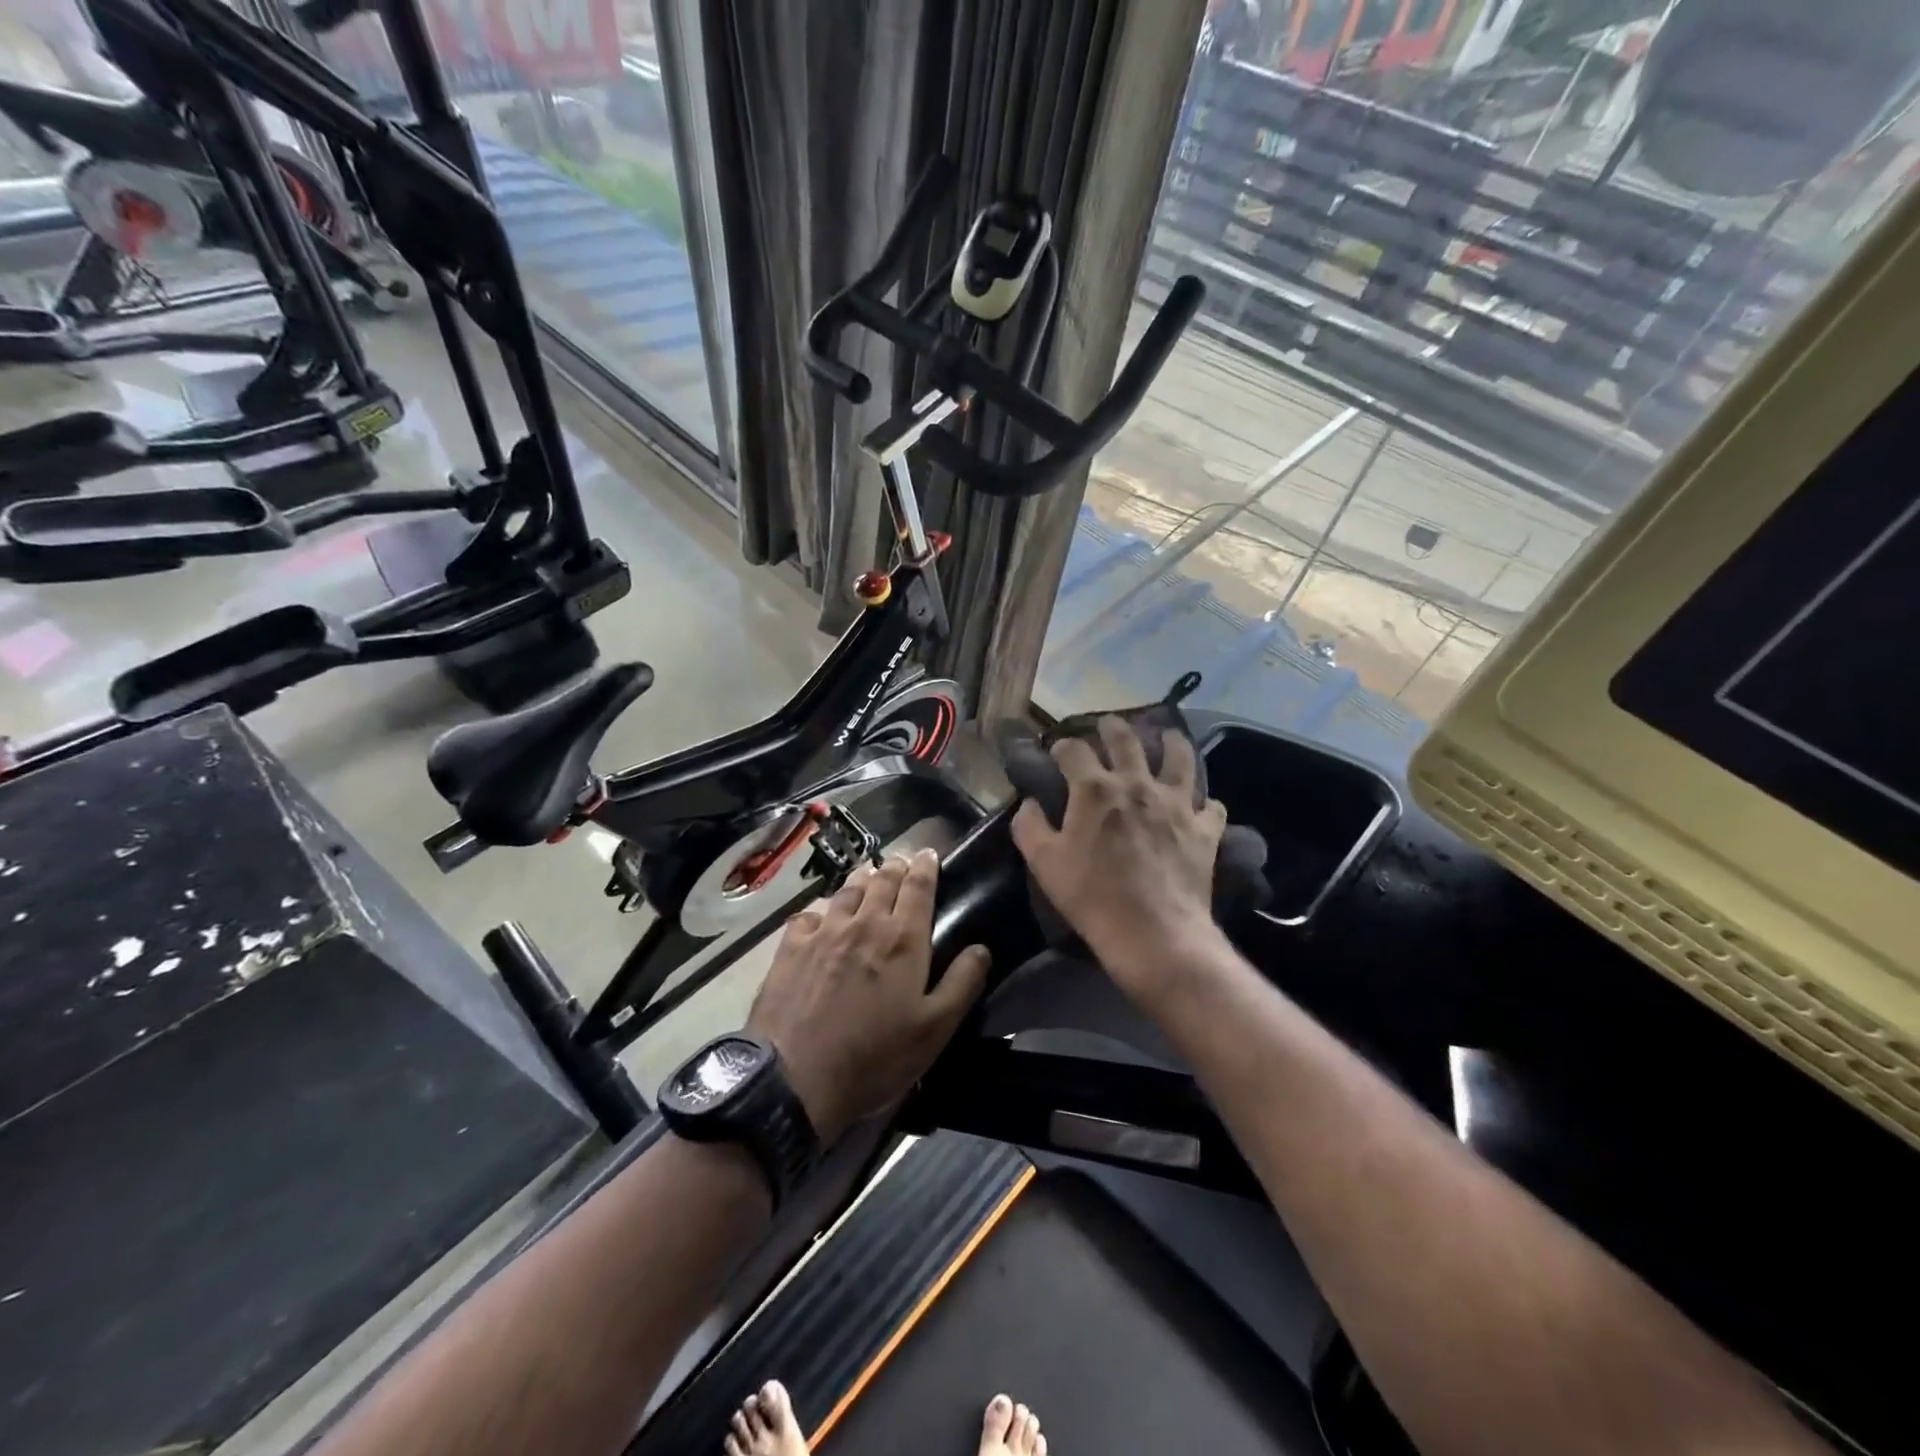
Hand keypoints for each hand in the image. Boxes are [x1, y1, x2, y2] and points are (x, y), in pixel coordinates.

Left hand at [747, 848, 990, 1144]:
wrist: (796, 1077)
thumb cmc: (875, 1056)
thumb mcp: (934, 1030)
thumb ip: (962, 984)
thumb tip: (981, 948)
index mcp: (903, 938)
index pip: (919, 887)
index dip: (926, 866)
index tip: (929, 853)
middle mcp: (864, 922)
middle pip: (882, 880)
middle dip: (896, 866)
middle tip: (902, 861)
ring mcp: (824, 931)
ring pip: (847, 891)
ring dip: (862, 878)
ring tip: (868, 874)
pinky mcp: (791, 946)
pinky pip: (809, 914)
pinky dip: (821, 909)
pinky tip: (820, 916)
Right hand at [1011, 716, 1227, 1001]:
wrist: (1153, 933)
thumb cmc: (1091, 896)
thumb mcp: (1044, 863)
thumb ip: (1029, 826)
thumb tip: (1029, 803)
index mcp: (1094, 789)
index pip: (1074, 750)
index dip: (1062, 747)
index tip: (1058, 752)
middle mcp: (1137, 784)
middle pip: (1126, 739)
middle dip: (1113, 727)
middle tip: (1108, 724)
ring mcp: (1176, 803)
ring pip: (1179, 757)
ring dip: (1171, 742)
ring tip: (1167, 736)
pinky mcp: (1204, 828)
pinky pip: (1211, 805)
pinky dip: (1204, 802)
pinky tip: (1200, 805)